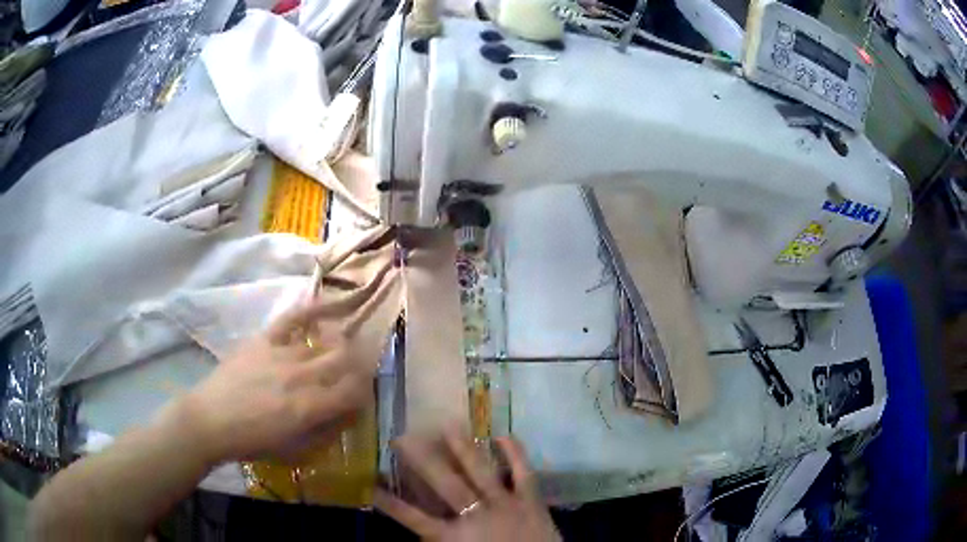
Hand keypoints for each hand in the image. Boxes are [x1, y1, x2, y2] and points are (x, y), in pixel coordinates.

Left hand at [171, 300, 372, 463]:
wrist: (211, 420)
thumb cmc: (253, 442)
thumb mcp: (295, 451)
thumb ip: (326, 433)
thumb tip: (348, 415)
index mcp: (310, 408)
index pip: (355, 392)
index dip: (365, 392)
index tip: (362, 396)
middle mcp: (302, 376)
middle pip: (346, 361)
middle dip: (359, 365)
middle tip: (356, 372)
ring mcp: (282, 354)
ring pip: (325, 342)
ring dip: (340, 345)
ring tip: (341, 348)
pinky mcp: (265, 340)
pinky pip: (292, 318)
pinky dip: (312, 310)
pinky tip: (326, 306)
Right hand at [375, 429, 560, 541]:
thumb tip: (417, 533)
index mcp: (455, 536)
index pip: (414, 519)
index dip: (391, 503)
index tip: (371, 486)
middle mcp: (476, 515)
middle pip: (445, 485)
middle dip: (422, 461)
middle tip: (402, 437)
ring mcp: (505, 504)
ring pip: (481, 472)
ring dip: (464, 448)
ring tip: (448, 424)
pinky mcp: (530, 500)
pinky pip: (524, 473)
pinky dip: (516, 454)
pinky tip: (504, 434)